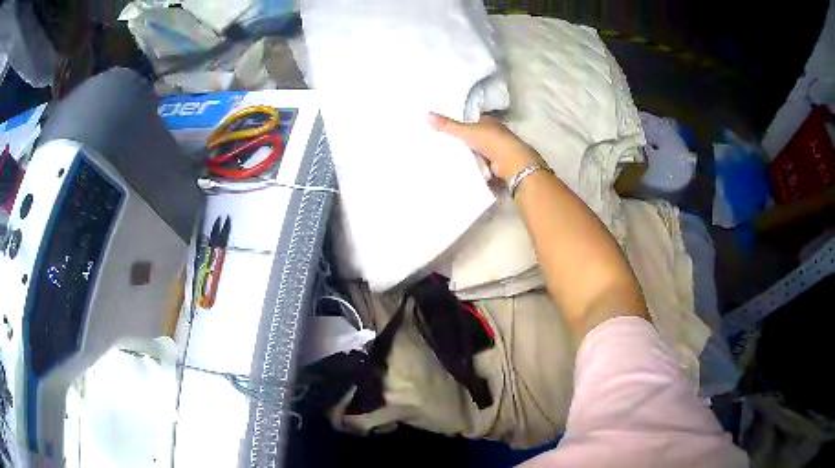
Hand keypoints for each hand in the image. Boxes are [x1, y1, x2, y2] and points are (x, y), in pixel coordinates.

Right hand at [428, 113, 543, 181]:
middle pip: (478, 137)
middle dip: (468, 143)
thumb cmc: (490, 141)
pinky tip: (470, 171)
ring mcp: (500, 149)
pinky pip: (486, 165)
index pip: (475, 121)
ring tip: (457, 161)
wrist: (511, 162)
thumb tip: (425, 114)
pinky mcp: (501, 164)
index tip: (453, 132)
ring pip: (482, 152)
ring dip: (474, 157)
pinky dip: (480, 168)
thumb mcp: (464, 131)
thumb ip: (446, 125)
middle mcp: (497, 133)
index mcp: (489, 121)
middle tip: (451, 148)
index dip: (465, 126)